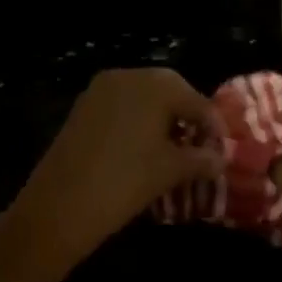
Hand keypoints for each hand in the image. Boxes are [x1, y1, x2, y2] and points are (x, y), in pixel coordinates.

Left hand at [10, 68, 224, 265]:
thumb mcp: (171, 170)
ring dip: (161, 118)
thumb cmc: (125, 181)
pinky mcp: (82, 107)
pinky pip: (120, 106)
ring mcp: (100, 90)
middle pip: (169, 90)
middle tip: (198, 146)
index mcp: (154, 85)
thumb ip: (201, 159)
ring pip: (143, 97)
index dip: (212, 126)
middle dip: (186, 116)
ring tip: (172, 150)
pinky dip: (137, 121)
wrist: (60, 205)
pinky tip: (142, 149)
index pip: (196, 100)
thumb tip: (220, 158)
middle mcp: (127, 76)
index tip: (221, 150)